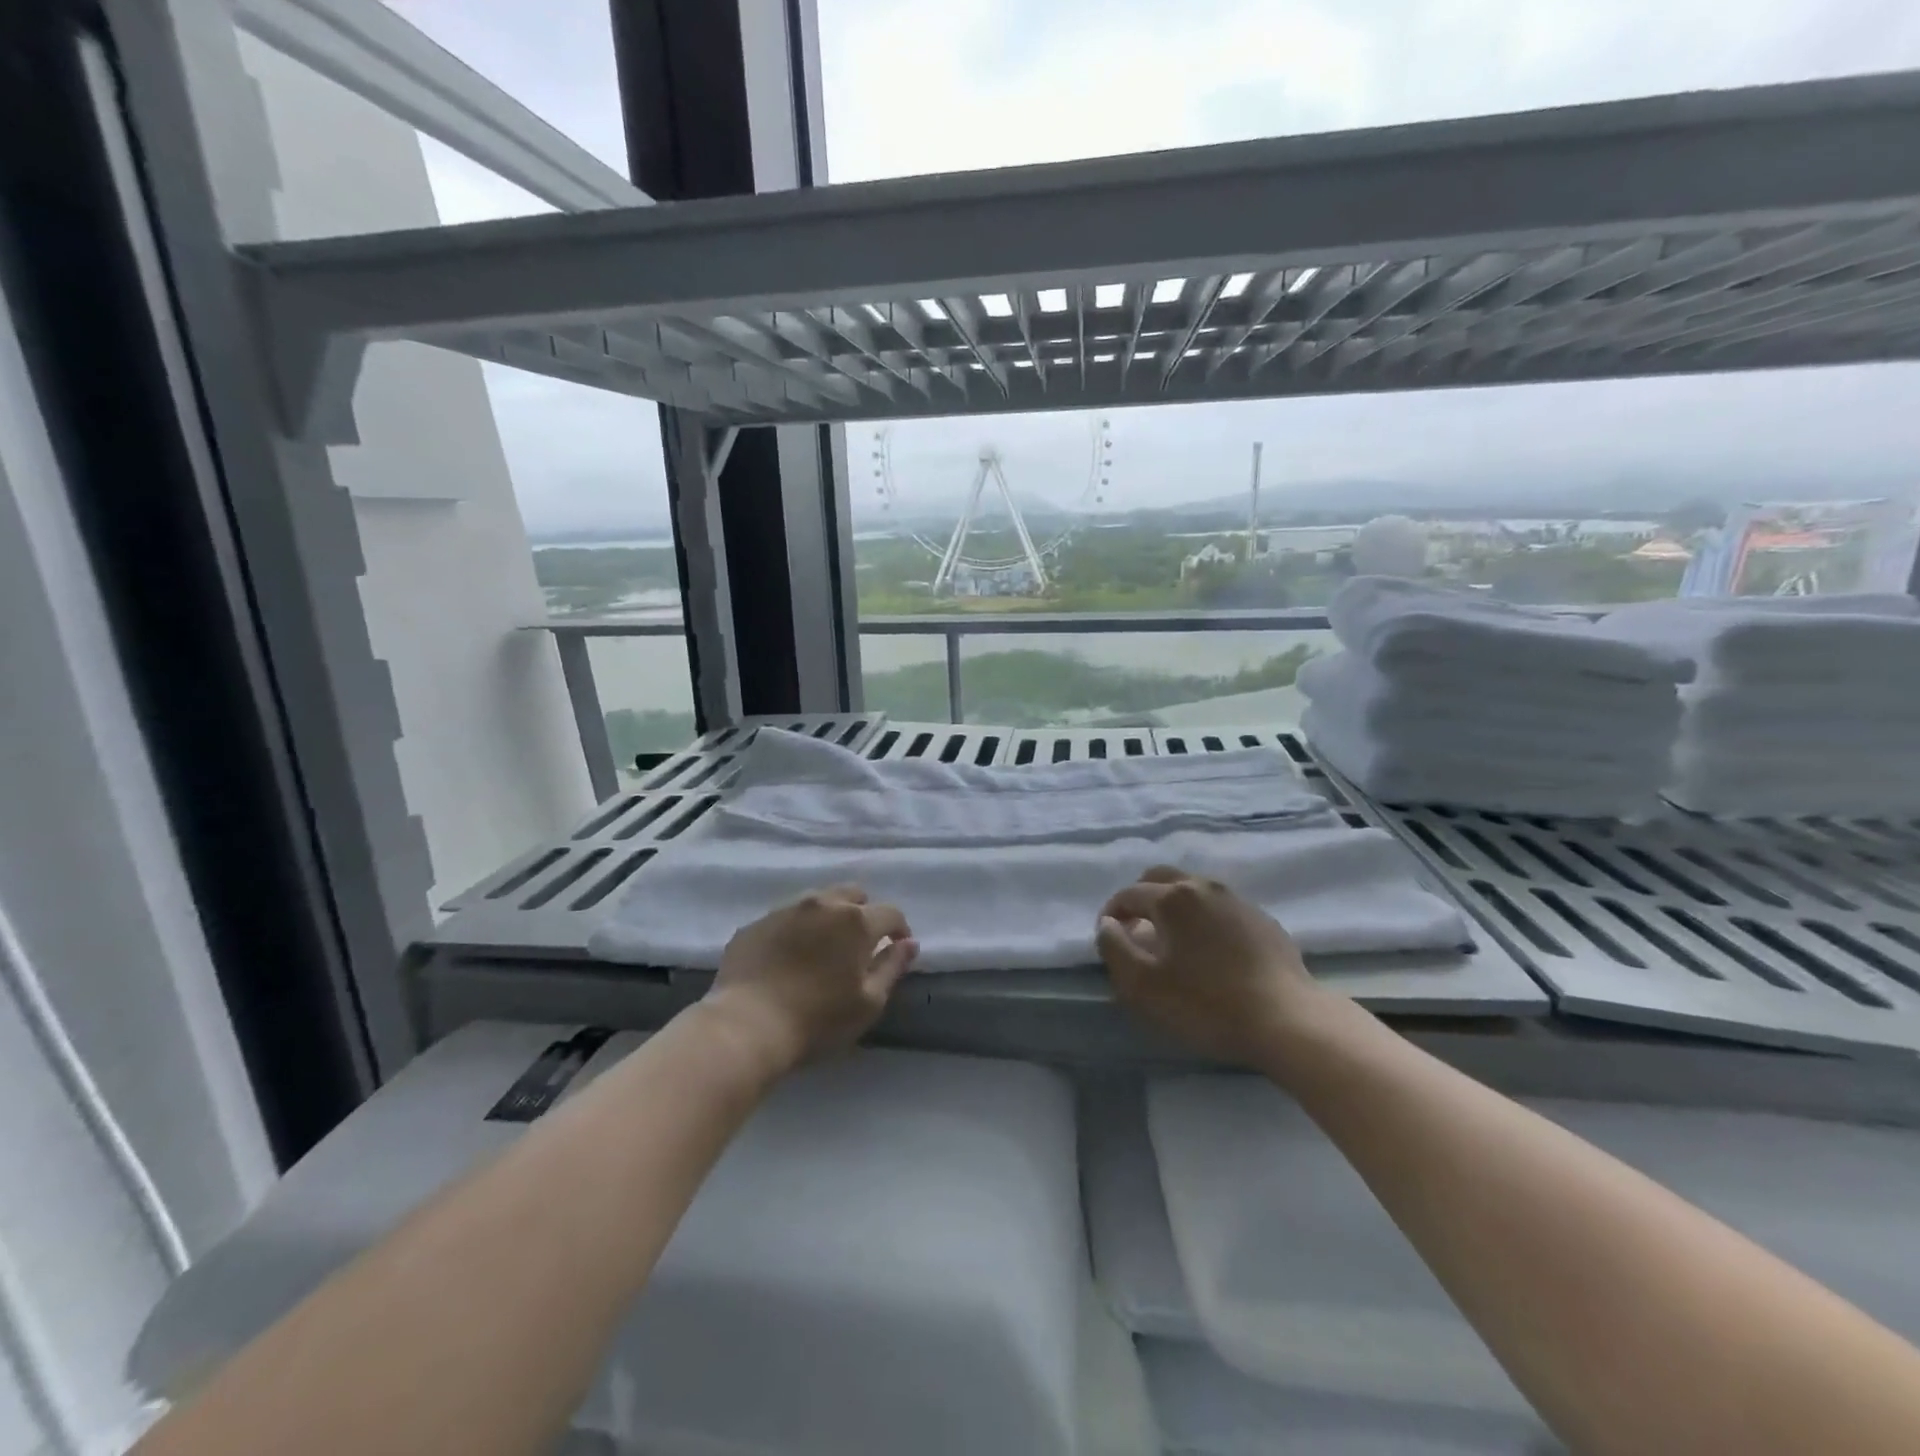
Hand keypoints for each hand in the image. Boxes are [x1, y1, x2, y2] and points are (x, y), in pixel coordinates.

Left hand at [701, 885, 917, 1075]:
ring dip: (828, 917)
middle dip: (863, 912)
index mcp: (855, 921)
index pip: (890, 913)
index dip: (899, 929)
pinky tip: (788, 957)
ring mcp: (784, 911)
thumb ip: (892, 967)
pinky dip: (795, 930)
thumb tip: (909, 943)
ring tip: (823, 947)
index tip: (897, 947)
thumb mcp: (868, 1002)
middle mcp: (822, 904)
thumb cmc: (818, 1019)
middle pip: (853, 895)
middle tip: (860, 943)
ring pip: (817, 901)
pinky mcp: (755, 924)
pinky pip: (785, 918)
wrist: (746, 1026)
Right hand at [1096, 865, 1329, 1068]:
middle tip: (1135, 930)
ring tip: (1171, 940)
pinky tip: (1209, 950)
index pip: (1128, 894)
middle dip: (1141, 898)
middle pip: (1161, 878)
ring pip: (1193, 889)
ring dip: (1173, 906)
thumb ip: (1114, 948)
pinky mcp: (1263, 920)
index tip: (1107, 938)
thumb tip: (1108, 925)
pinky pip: (1220, 908)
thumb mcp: (1143, 985)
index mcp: (1172, 897)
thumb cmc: (1206, 1003)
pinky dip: (1203, 918)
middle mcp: (1203, 887)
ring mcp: (1237, 900)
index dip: (1111, 914)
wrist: (1287, 1020)